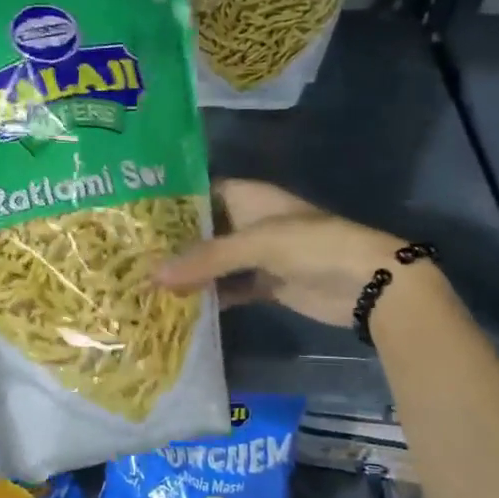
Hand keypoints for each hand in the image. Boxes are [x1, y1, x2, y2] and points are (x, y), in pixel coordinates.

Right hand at [156, 179, 422, 327]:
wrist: (367, 283)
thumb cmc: (312, 245)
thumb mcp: (256, 244)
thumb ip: (206, 259)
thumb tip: (152, 276)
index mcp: (248, 197)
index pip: (200, 191)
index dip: (171, 201)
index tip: (135, 215)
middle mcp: (249, 221)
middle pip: (204, 229)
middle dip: (173, 242)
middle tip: (130, 254)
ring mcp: (258, 254)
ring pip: (214, 261)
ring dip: (189, 272)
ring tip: (145, 281)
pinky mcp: (266, 284)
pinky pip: (229, 287)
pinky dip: (210, 296)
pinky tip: (180, 306)